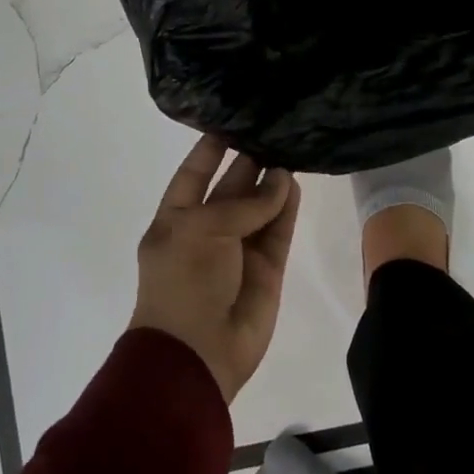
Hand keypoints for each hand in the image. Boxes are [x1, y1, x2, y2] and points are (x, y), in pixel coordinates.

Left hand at [129, 135, 300, 403]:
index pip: (194, 173)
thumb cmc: (184, 282)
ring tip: (291, 148)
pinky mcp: (266, 268)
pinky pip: (278, 231)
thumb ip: (244, 203)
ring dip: (272, 182)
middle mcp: (207, 229)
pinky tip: (296, 181)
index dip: (211, 148)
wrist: (197, 354)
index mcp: (177, 219)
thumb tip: (281, 180)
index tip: (233, 119)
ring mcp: (238, 250)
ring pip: (259, 207)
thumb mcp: (202, 229)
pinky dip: (287, 208)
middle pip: (231, 186)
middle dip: (249, 160)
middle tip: (274, 128)